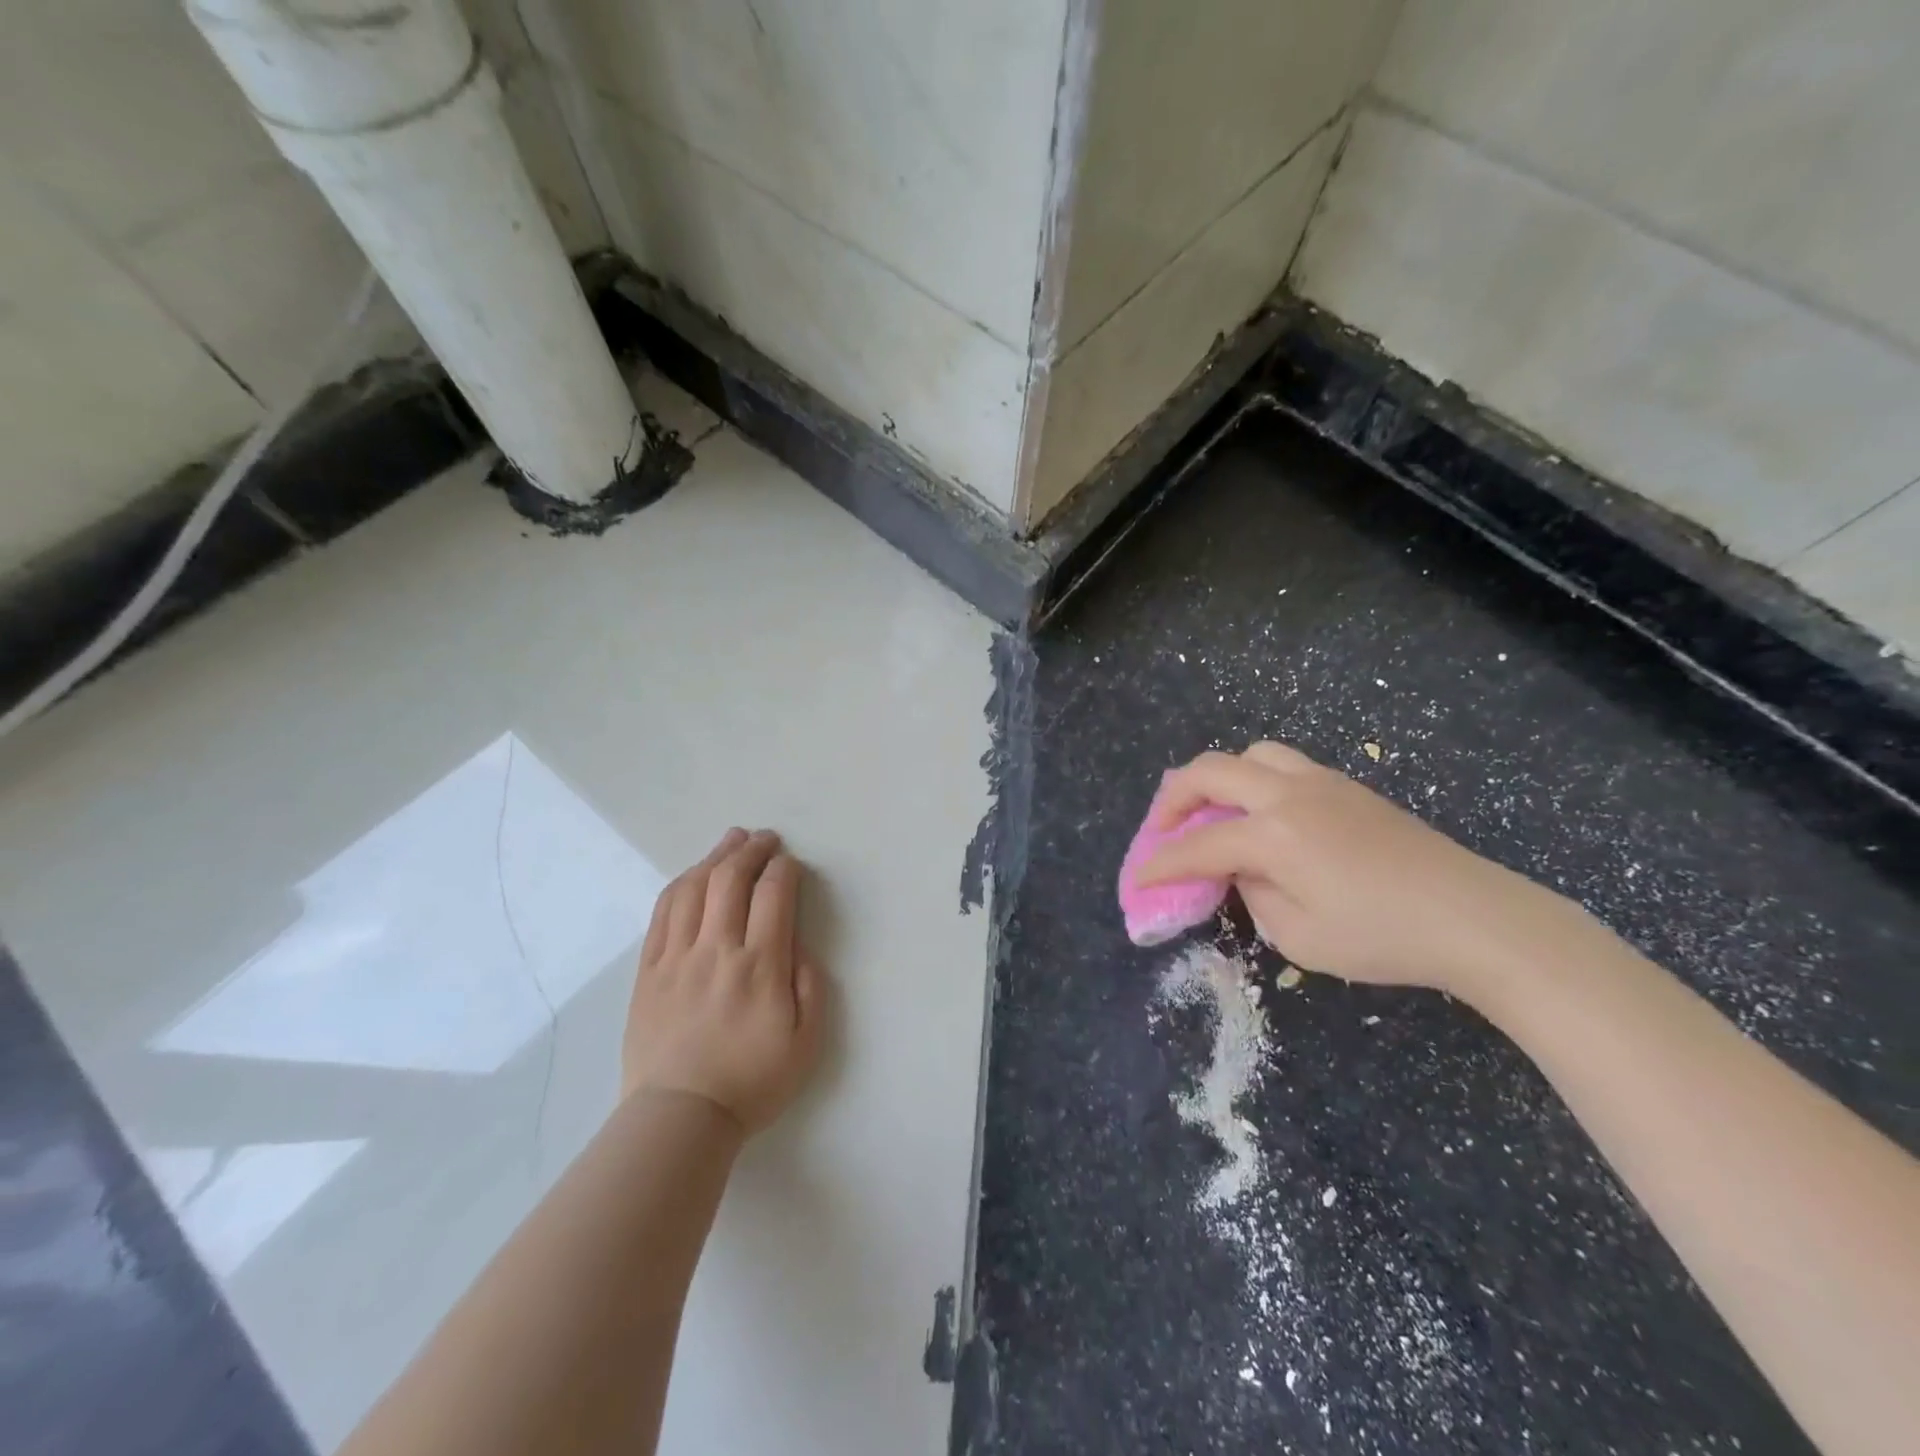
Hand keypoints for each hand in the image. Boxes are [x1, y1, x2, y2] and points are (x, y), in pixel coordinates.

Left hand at [622, 828, 826, 1134]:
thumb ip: (810, 986)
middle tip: (765, 839)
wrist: (681, 1117)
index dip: (783, 869)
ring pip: (694, 889)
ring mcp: (677, 958)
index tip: (790, 863)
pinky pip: (662, 914)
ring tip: (731, 841)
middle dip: (751, 850)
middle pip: (731, 880)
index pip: (773, 896)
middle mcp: (717, 951)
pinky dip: (680, 885)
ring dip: (715, 857)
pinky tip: (692, 874)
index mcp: (759, 966)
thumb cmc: (751, 1081)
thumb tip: (798, 945)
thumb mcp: (806, 1042)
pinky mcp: (649, 971)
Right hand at [1138, 742, 1591, 997]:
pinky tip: (1263, 816)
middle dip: (1172, 798)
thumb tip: (1244, 870)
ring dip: (1217, 778)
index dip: (1160, 864)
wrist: (1475, 917)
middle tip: (1162, 830)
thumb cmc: (1383, 937)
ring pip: (1250, 754)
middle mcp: (1288, 794)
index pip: (1197, 845)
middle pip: (1210, 772)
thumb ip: (1254, 896)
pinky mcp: (1347, 787)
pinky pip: (1283, 764)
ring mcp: (1321, 783)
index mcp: (1273, 834)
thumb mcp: (1300, 938)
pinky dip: (1254, 780)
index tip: (1138, 880)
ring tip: (1213, 811)